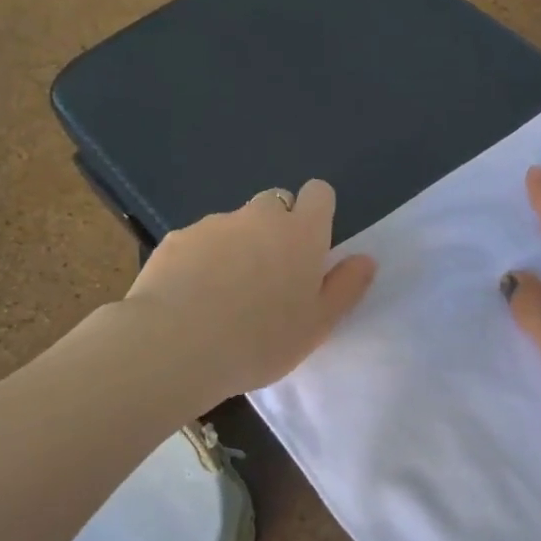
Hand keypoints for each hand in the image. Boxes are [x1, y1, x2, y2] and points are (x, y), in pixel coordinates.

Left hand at [123, 181, 375, 410]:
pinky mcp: (174, 240)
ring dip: (237, 246)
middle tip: (271, 276)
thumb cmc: (261, 340)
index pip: (319, 193)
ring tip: (225, 295)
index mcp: (301, 233)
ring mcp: (213, 225)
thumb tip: (365, 259)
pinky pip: (198, 242)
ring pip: (234, 224)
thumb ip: (345, 288)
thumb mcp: (317, 325)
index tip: (311, 246)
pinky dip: (201, 260)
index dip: (318, 213)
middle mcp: (259, 217)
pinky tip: (192, 298)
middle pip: (275, 204)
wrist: (175, 347)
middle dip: (276, 228)